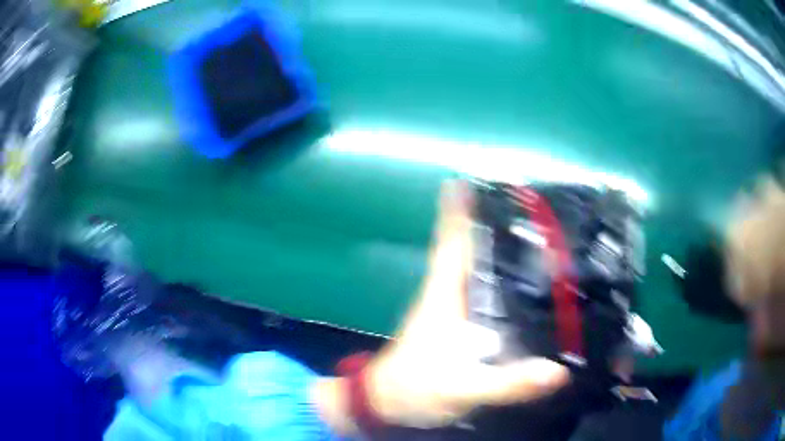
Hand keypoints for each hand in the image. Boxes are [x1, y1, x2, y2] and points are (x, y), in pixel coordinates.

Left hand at [363, 180, 570, 428]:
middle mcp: (448, 294)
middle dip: (491, 224)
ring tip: (534, 235)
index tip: (468, 178)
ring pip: (476, 269)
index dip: (458, 211)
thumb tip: (558, 372)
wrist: (389, 404)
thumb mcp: (463, 388)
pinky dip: (498, 280)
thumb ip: (508, 382)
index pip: (451, 242)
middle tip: (526, 205)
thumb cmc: (416, 389)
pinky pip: (481, 293)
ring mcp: (451, 310)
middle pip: (469, 249)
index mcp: (444, 295)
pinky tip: (523, 283)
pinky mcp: (456, 326)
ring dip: (497, 249)